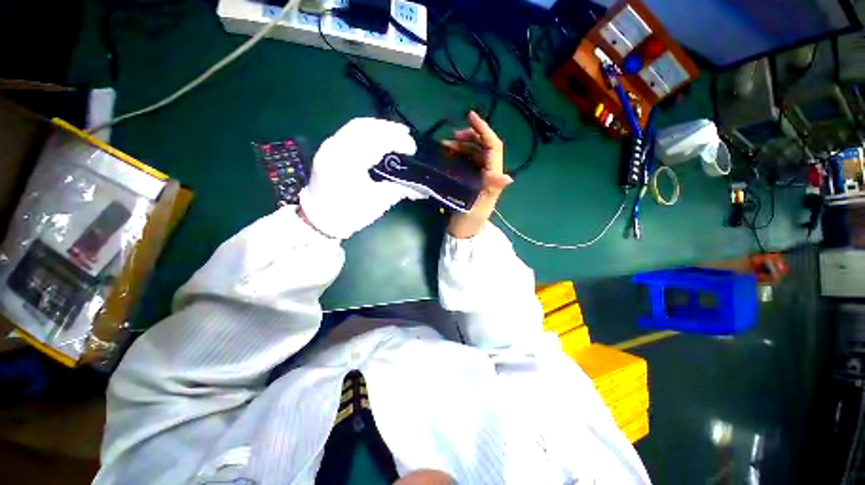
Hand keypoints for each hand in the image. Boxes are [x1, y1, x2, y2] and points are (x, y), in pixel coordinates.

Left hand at [299, 118, 426, 238]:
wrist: (320, 220)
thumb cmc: (349, 213)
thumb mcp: (378, 203)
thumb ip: (399, 190)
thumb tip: (421, 189)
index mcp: (347, 162)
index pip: (375, 141)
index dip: (396, 141)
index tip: (412, 149)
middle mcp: (335, 148)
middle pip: (364, 127)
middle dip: (388, 129)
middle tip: (407, 135)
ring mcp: (330, 146)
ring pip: (356, 126)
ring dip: (378, 128)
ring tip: (396, 133)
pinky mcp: (330, 149)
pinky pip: (350, 133)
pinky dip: (368, 132)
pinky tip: (379, 138)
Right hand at [443, 111, 511, 238]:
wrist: (463, 232)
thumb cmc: (470, 220)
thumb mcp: (480, 206)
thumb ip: (491, 189)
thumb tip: (508, 177)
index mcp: (494, 177)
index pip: (493, 147)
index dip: (484, 130)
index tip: (470, 116)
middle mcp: (489, 173)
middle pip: (483, 146)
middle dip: (469, 137)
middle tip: (451, 137)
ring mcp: (479, 175)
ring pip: (473, 152)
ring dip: (460, 146)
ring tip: (444, 147)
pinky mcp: (470, 179)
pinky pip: (465, 161)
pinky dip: (456, 155)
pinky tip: (446, 154)